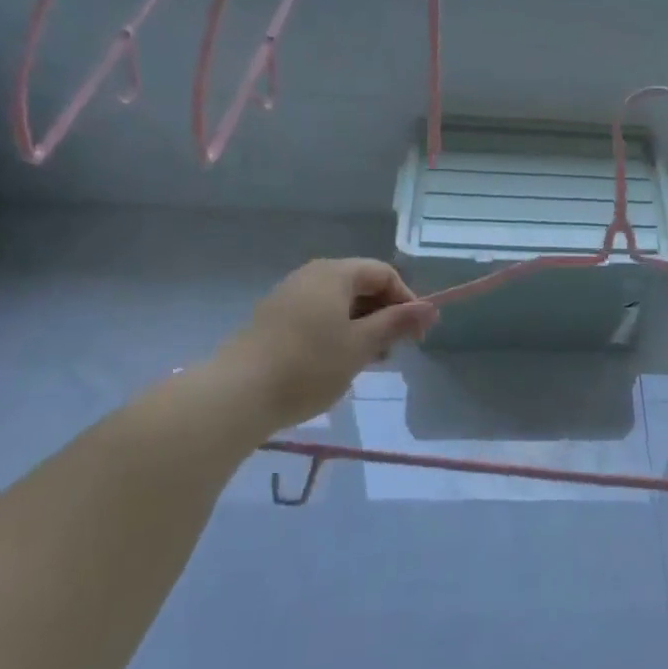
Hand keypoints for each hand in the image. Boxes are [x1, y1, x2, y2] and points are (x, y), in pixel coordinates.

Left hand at [202, 260, 437, 439]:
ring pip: (338, 303)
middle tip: (393, 351)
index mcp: (335, 273)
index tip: (416, 335)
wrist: (236, 395)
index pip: (384, 273)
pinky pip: (317, 316)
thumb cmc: (308, 365)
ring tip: (366, 361)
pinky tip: (335, 363)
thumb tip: (431, 308)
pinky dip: (336, 332)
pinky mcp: (272, 319)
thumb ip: (397, 323)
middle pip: (361, 285)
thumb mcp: (361, 345)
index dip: (407, 300)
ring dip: (361, 327)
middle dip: (384, 314)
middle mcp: (311, 275)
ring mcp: (288, 296)